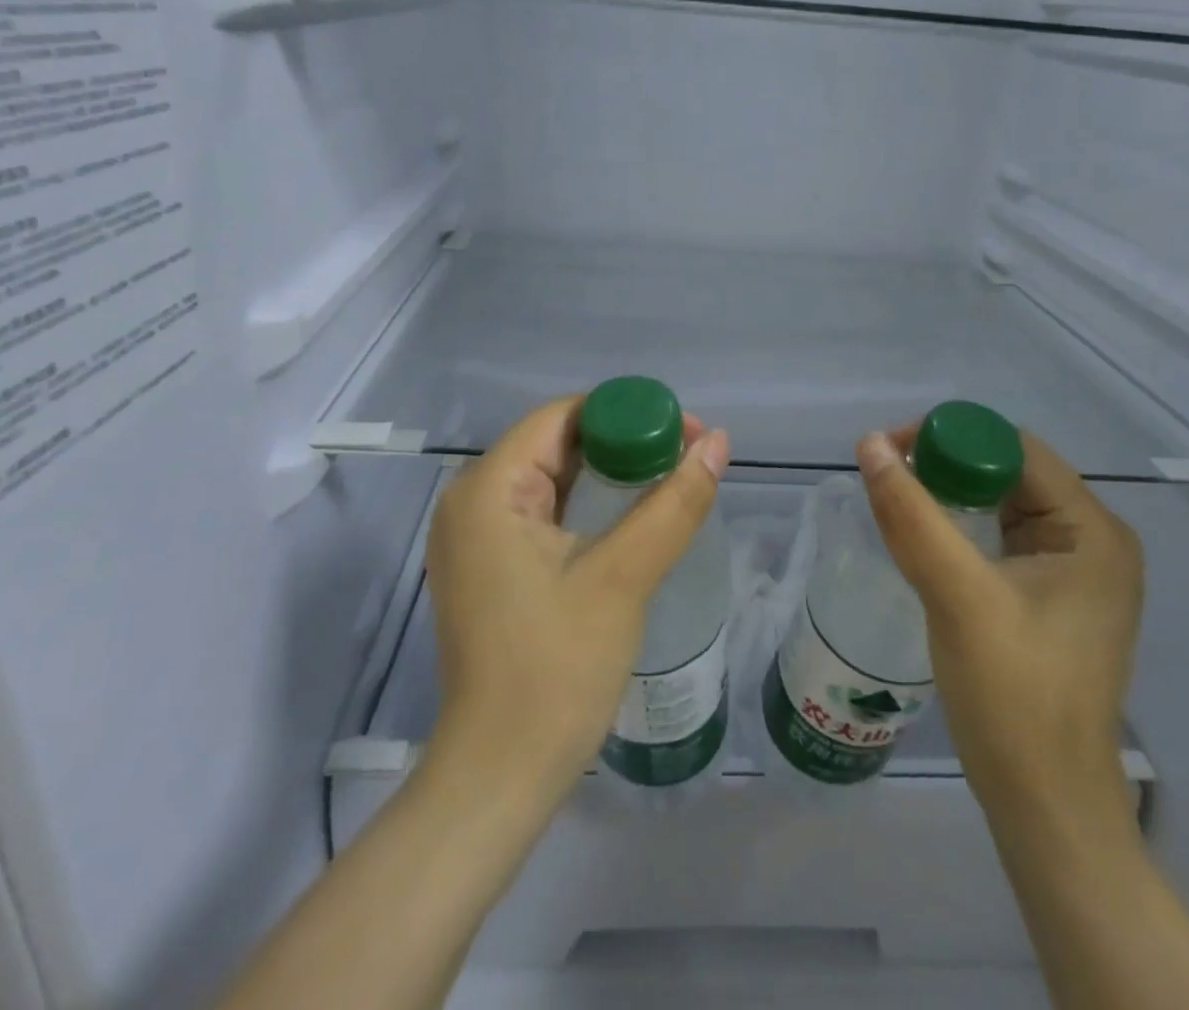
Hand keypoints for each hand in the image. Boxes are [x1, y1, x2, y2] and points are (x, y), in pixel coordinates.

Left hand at [424, 397, 731, 804]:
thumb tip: (719, 442)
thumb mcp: (624, 576)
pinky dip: (586, 504)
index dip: (627, 413)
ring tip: (668, 479)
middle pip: (556, 443)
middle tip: (685, 456)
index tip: (685, 431)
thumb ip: (674, 502)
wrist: (501, 775)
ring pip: (550, 477)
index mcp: (488, 488)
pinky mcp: (486, 565)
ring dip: (608, 474)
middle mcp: (470, 500)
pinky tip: (628, 515)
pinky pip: (540, 511)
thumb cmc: (557, 670)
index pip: (563, 416)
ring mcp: (473, 536)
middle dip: (623, 442)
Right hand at [857, 426, 1143, 834]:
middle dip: (946, 466)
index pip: (1015, 449)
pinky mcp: (1050, 596)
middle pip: (1008, 472)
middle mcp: (1091, 540)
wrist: (1045, 804)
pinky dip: (959, 527)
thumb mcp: (957, 595)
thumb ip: (912, 514)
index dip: (951, 438)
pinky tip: (924, 538)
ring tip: (896, 502)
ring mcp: (1073, 570)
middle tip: (886, 478)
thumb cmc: (1014, 698)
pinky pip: (999, 537)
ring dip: (948, 496)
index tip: (891, 453)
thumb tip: (869, 442)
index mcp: (1091, 531)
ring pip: (1000, 503)